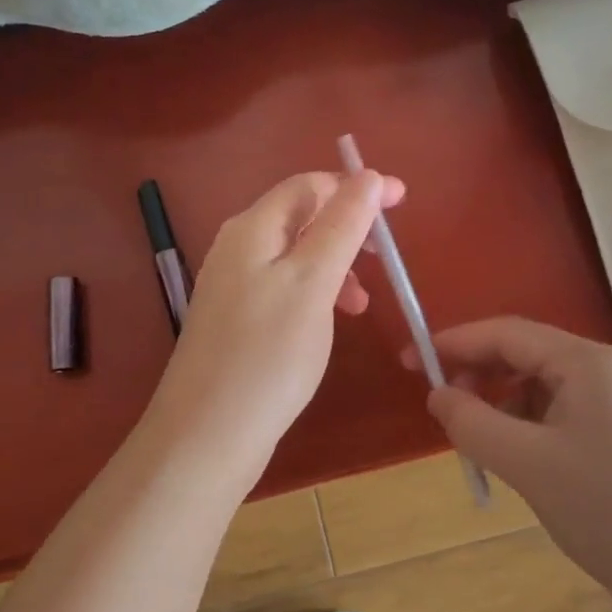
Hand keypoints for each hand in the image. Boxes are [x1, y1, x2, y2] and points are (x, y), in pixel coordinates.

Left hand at [146, 170, 403, 470]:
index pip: (309, 186)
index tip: (404, 203)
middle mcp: (237, 249)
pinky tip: (327, 323)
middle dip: (348, 230)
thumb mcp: (312, 283)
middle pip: (301, 218)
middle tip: (384, 258)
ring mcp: (233, 287)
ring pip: (295, 258)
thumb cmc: (268, 355)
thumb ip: (341, 227)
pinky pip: (284, 290)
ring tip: (359, 305)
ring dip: (335, 267)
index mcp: (253, 229)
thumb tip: (368, 176)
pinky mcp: (236, 322)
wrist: (207, 434)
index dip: (357, 187)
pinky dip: (315, 295)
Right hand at [418, 318, 611, 611]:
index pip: (507, 333)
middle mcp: (608, 371)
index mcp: (589, 363)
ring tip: (477, 443)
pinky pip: (560, 414)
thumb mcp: (526, 464)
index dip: (453, 342)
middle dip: (478, 375)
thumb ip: (471, 422)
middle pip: (525, 355)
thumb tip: (437, 395)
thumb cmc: (607, 511)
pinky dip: (526, 427)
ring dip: (501, 405)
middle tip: (439, 406)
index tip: (408, 360)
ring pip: (540, 388)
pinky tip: (516, 459)